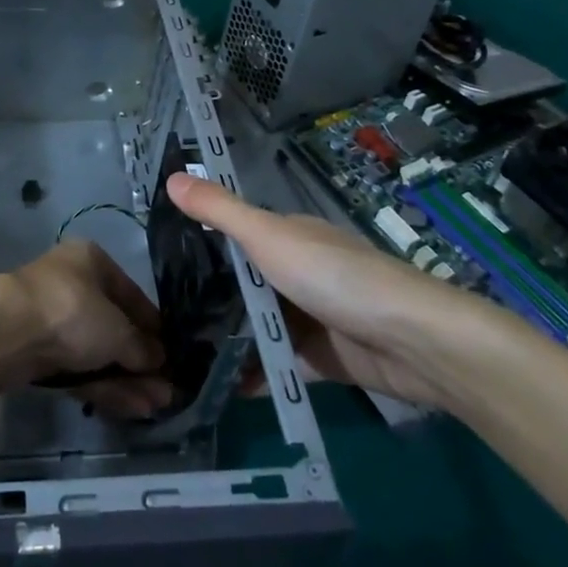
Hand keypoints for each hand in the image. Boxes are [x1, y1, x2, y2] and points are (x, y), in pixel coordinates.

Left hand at [0, 238, 173, 417]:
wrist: (5, 332)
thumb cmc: (70, 312)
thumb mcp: (117, 329)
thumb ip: (141, 346)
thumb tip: (160, 360)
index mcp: (91, 262)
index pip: (131, 295)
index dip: (154, 325)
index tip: (174, 353)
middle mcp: (74, 287)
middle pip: (115, 327)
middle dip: (142, 361)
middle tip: (169, 389)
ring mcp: (55, 322)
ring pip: (98, 353)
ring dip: (128, 379)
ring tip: (159, 406)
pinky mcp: (40, 355)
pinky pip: (80, 371)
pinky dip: (105, 387)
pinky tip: (133, 408)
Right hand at [165, 172, 526, 405]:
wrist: (408, 340)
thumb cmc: (332, 275)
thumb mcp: (266, 236)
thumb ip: (220, 212)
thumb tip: (170, 178)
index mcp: (289, 238)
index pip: (237, 236)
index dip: (201, 247)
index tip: (158, 267)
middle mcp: (298, 273)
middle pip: (246, 285)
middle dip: (209, 301)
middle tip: (159, 322)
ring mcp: (311, 318)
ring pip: (260, 327)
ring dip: (228, 341)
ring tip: (178, 358)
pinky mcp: (322, 361)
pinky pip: (278, 366)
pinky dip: (253, 376)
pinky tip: (217, 388)